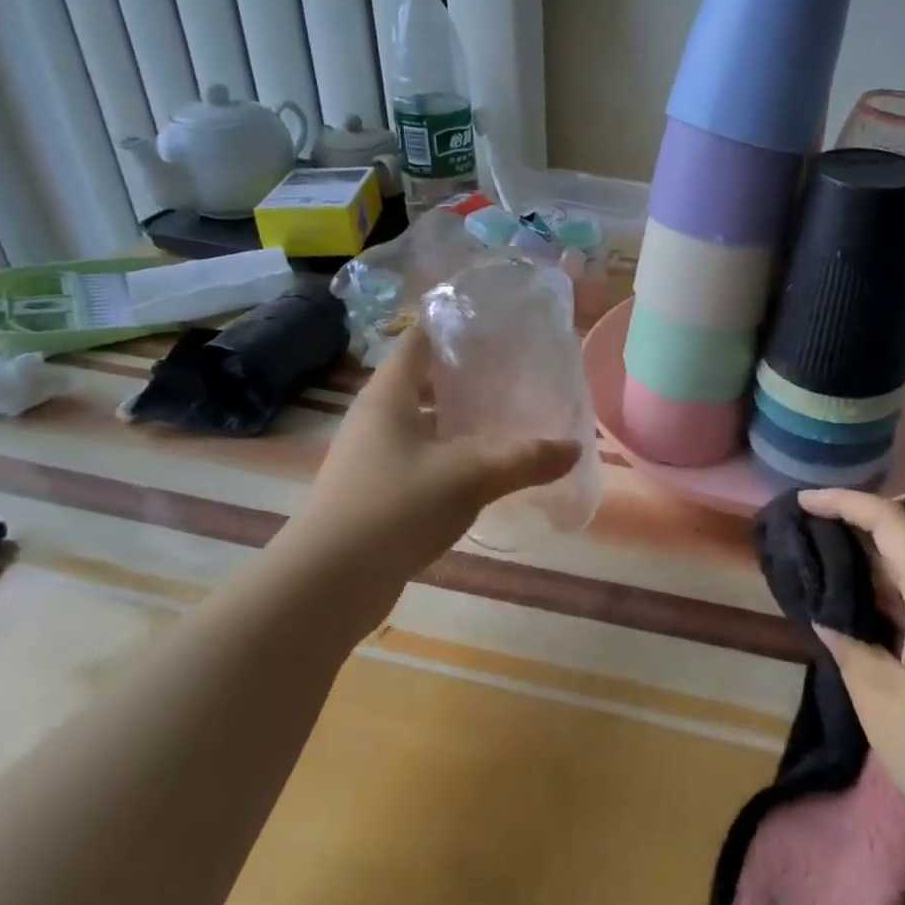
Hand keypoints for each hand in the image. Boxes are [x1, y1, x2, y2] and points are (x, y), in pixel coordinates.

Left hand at [273, 326, 579, 625]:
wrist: (329, 583)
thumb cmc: (396, 506)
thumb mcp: (470, 475)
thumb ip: (524, 459)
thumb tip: (574, 448)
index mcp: (389, 395)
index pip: (418, 339)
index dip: (452, 325)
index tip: (494, 321)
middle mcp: (375, 418)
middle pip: (423, 381)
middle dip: (465, 375)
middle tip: (513, 372)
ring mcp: (372, 457)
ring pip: (423, 423)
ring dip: (458, 420)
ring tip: (506, 417)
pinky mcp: (376, 492)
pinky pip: (420, 458)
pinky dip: (450, 455)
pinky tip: (482, 470)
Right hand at [798, 487, 904, 879]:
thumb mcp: (884, 705)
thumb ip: (851, 650)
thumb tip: (830, 619)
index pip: (890, 520)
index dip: (843, 502)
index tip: (801, 501)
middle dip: (854, 532)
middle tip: (803, 538)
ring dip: (875, 570)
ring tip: (826, 574)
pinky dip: (897, 600)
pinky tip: (872, 622)